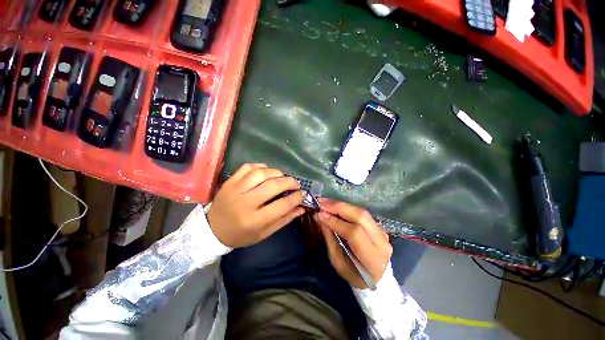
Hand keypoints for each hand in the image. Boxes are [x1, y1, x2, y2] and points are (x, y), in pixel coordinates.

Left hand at [207, 163, 305, 247]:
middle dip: (289, 182)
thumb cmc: (241, 235)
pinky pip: (248, 167)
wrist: (212, 230)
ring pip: (261, 173)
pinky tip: (266, 171)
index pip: (282, 205)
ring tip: (282, 177)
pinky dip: (261, 166)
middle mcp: (245, 203)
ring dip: (276, 172)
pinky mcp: (230, 181)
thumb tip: (301, 207)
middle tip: (296, 183)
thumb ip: (284, 220)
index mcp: (255, 220)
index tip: (303, 193)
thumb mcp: (264, 233)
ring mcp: (236, 189)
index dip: (296, 198)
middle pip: (273, 186)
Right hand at [314, 198, 391, 288]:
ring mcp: (383, 232)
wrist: (377, 278)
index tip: (319, 214)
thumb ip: (330, 239)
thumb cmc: (354, 275)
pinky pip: (361, 213)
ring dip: (341, 205)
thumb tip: (320, 218)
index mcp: (372, 258)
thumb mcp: (338, 263)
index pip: (354, 233)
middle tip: (321, 202)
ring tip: (325, 202)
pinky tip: (335, 206)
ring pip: (361, 212)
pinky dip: (346, 208)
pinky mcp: (379, 226)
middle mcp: (382, 242)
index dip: (335, 222)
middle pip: (361, 217)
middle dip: (339, 207)